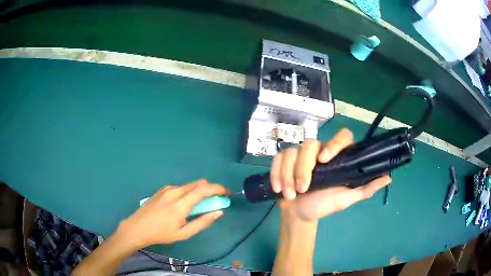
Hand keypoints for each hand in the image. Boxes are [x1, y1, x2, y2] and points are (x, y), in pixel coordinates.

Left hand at [116, 179, 228, 247]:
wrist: (137, 227)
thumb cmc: (161, 234)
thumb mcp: (183, 233)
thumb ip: (202, 222)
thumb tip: (218, 212)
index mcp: (180, 204)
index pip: (203, 189)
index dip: (218, 189)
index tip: (227, 193)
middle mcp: (174, 191)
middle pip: (198, 184)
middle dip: (210, 190)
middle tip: (213, 202)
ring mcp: (167, 189)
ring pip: (189, 185)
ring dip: (198, 192)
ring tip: (196, 207)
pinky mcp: (162, 189)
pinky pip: (181, 187)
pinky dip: (188, 192)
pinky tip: (182, 205)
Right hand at [270, 128, 390, 220]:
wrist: (300, 214)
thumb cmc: (324, 205)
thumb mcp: (346, 199)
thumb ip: (366, 188)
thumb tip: (388, 177)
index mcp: (336, 157)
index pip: (341, 136)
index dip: (334, 143)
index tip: (325, 160)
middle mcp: (318, 151)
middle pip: (309, 144)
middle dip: (303, 168)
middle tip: (303, 188)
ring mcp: (299, 155)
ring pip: (291, 152)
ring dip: (288, 175)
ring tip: (290, 194)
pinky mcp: (283, 160)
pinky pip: (277, 159)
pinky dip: (276, 173)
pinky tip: (278, 188)